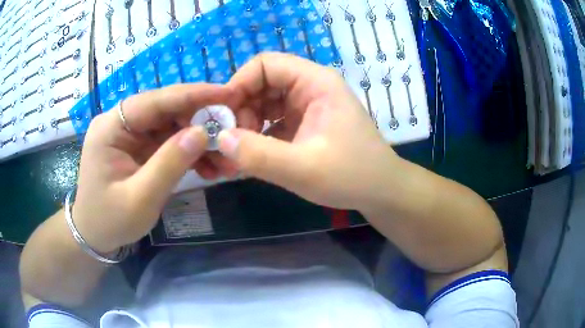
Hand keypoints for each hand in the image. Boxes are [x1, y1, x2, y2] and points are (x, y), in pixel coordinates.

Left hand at [73, 84, 236, 252]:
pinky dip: (189, 153)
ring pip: (171, 126)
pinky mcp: (139, 147)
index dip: (193, 95)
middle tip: (232, 134)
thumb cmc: (110, 220)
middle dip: (200, 121)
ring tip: (224, 160)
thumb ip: (169, 164)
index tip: (229, 94)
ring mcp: (130, 135)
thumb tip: (203, 133)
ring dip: (198, 140)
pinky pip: (168, 142)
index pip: (156, 100)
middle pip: (166, 111)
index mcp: (111, 127)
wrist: (95, 236)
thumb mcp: (140, 198)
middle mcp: (120, 122)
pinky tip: (208, 167)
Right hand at [216, 53, 399, 210]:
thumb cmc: (352, 176)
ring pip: (264, 102)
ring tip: (240, 152)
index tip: (223, 116)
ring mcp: (307, 106)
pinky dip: (258, 135)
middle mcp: (310, 87)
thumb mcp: (303, 169)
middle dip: (241, 108)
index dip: (239, 84)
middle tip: (232, 141)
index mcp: (315, 83)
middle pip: (262, 82)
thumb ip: (258, 155)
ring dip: (247, 124)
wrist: (381, 192)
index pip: (265, 64)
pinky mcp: (305, 124)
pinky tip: (251, 156)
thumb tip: (220, 139)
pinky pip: (272, 121)